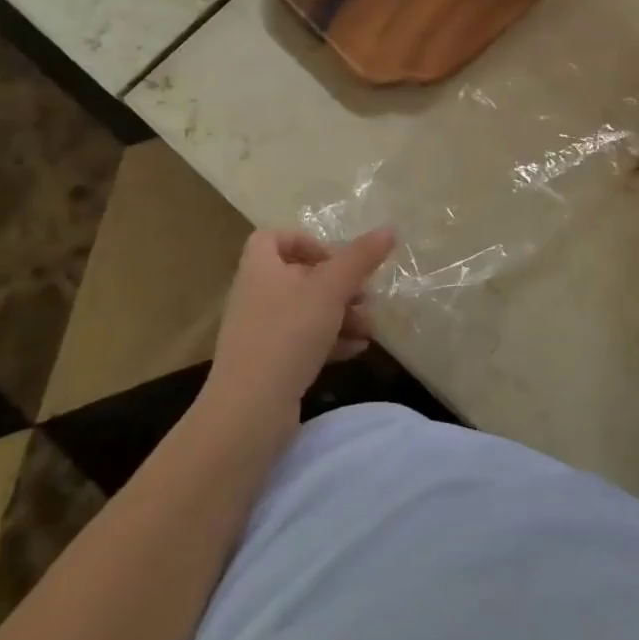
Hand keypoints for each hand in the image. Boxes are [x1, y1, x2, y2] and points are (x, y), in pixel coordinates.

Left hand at [206, 228, 396, 421]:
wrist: (249, 410)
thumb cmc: (288, 335)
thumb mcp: (331, 289)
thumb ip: (360, 258)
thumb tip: (389, 229)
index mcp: (260, 269)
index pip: (272, 238)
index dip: (305, 241)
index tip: (335, 257)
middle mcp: (255, 296)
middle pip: (297, 276)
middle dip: (336, 284)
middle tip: (364, 294)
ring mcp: (258, 333)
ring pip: (304, 311)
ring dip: (339, 314)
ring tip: (369, 327)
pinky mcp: (266, 364)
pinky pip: (301, 342)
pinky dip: (329, 341)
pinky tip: (357, 350)